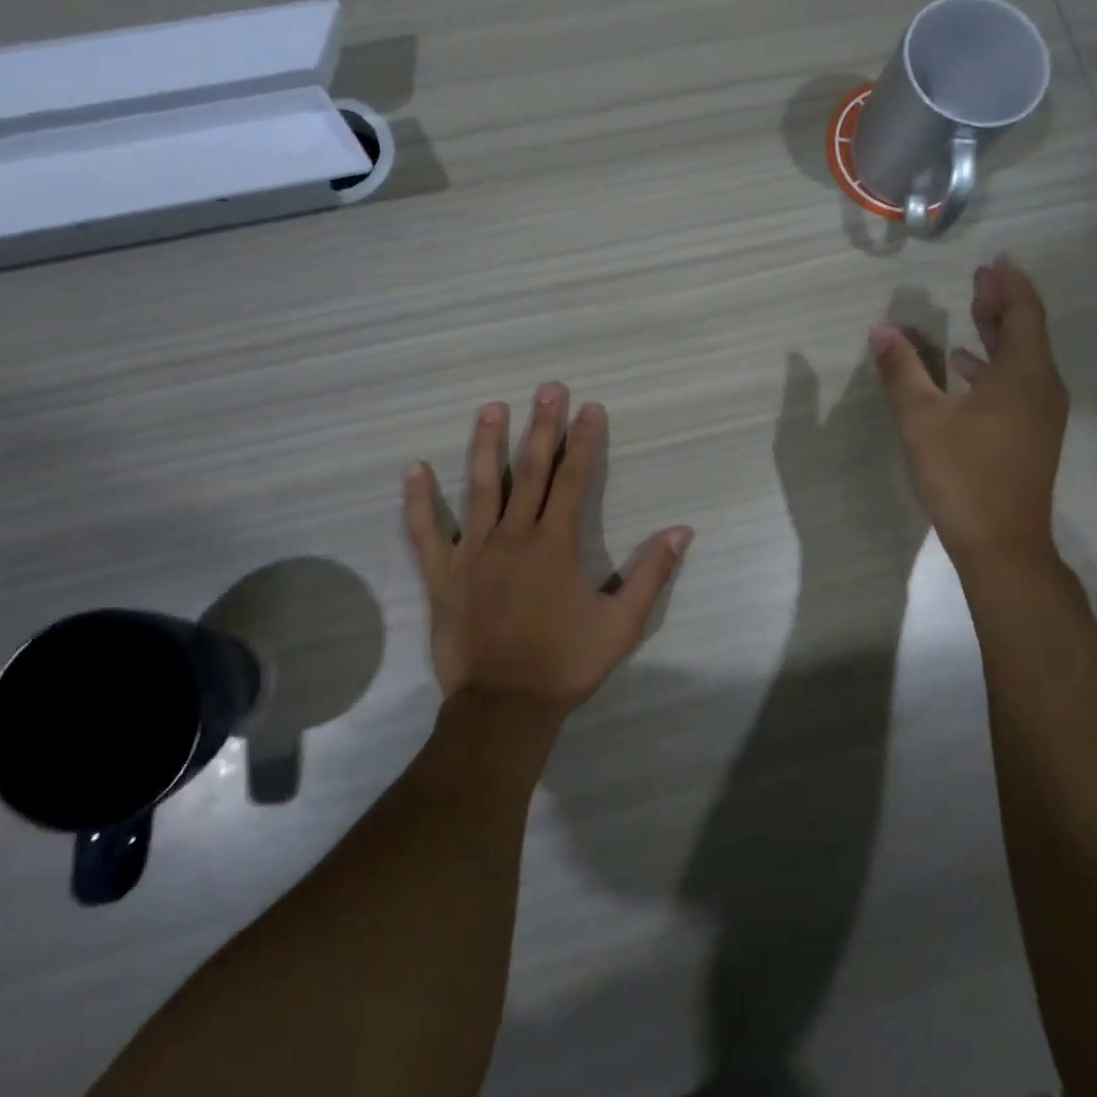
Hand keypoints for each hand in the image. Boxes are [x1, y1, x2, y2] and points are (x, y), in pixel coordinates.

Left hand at [403, 384, 691, 718]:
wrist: (504, 707)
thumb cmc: (565, 664)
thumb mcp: (622, 624)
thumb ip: (652, 574)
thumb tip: (682, 531)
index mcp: (555, 544)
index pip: (573, 479)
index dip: (584, 441)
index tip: (590, 407)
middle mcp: (513, 536)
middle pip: (529, 470)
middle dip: (541, 427)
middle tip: (547, 389)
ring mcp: (473, 552)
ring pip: (479, 488)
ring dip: (486, 445)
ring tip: (491, 408)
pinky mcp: (443, 574)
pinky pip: (425, 532)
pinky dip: (418, 501)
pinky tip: (414, 469)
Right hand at [870, 257, 1067, 568]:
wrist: (1001, 542)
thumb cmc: (961, 475)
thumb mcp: (922, 420)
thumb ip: (902, 371)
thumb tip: (882, 330)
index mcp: (1022, 375)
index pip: (1023, 313)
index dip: (1010, 284)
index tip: (996, 260)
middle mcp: (1042, 387)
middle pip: (1027, 332)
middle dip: (1003, 303)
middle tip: (981, 277)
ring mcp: (1041, 413)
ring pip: (1023, 359)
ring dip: (999, 333)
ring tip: (973, 312)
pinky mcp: (1032, 434)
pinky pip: (1019, 383)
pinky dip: (995, 366)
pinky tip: (965, 369)